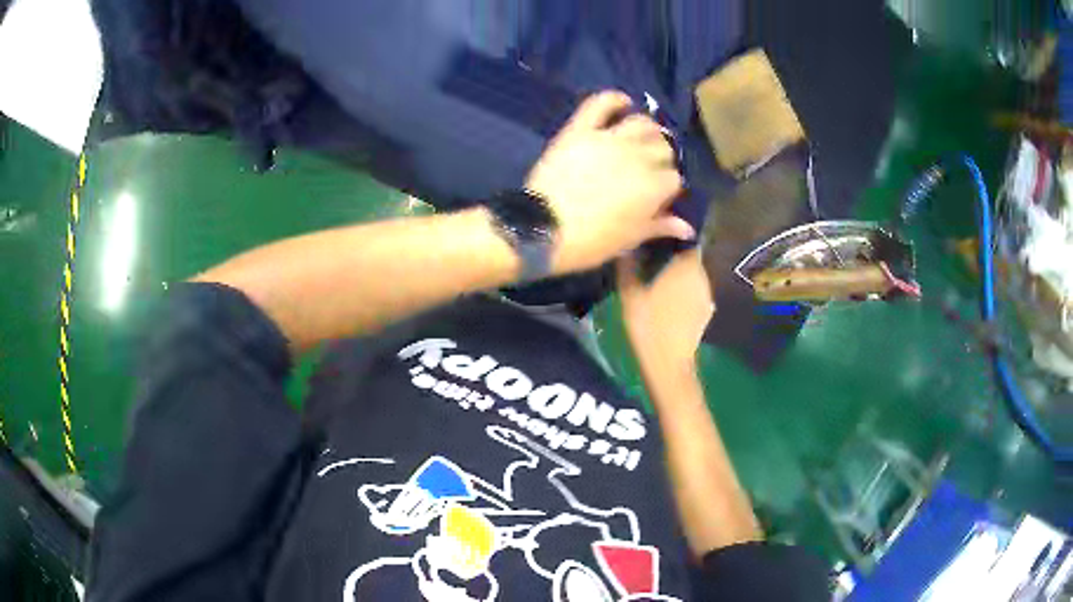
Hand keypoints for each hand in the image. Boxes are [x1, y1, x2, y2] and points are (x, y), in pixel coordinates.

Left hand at [525, 91, 693, 273]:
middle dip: (662, 158)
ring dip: (647, 130)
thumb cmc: (590, 242)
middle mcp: (638, 156)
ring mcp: (609, 139)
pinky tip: (622, 102)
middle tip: (649, 168)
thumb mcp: (629, 239)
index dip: (668, 187)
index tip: (658, 196)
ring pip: (642, 123)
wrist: (542, 230)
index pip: (675, 178)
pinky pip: (601, 103)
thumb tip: (687, 227)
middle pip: (663, 147)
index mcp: (654, 187)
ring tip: (641, 139)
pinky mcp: (581, 129)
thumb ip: (660, 227)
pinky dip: (614, 99)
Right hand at [618, 249, 713, 373]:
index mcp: (685, 265)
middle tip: (652, 260)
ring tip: (658, 281)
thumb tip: (626, 247)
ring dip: (678, 275)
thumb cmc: (648, 324)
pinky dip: (683, 292)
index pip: (685, 239)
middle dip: (673, 257)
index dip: (672, 237)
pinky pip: (694, 293)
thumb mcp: (630, 293)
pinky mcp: (706, 312)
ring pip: (692, 276)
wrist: (668, 363)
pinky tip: (667, 302)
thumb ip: (628, 266)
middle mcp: (701, 276)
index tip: (656, 238)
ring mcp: (706, 295)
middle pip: (689, 258)